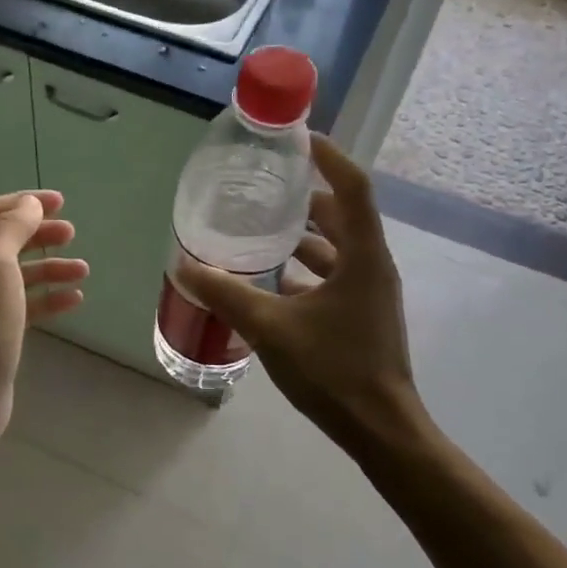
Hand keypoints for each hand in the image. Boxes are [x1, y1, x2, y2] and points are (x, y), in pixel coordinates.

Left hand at [0, 190, 87, 439]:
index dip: (23, 202)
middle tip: (72, 232)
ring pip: (21, 274)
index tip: (60, 203)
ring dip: (51, 267)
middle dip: (40, 233)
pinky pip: (27, 305)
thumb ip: (12, 230)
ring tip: (83, 270)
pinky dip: (50, 298)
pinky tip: (74, 300)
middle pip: (7, 241)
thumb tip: (29, 206)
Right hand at [176, 135, 421, 458]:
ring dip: (305, 237)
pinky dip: (307, 271)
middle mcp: (372, 266)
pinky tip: (273, 282)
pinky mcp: (363, 316)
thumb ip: (227, 295)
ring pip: (338, 249)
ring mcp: (370, 293)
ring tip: (263, 232)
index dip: (328, 157)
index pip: (351, 187)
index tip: (299, 139)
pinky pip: (335, 278)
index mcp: (363, 256)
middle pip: (343, 215)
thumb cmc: (334, 370)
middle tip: (267, 189)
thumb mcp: (272, 328)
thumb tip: (185, 266)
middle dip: (307, 198)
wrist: (381, 429)